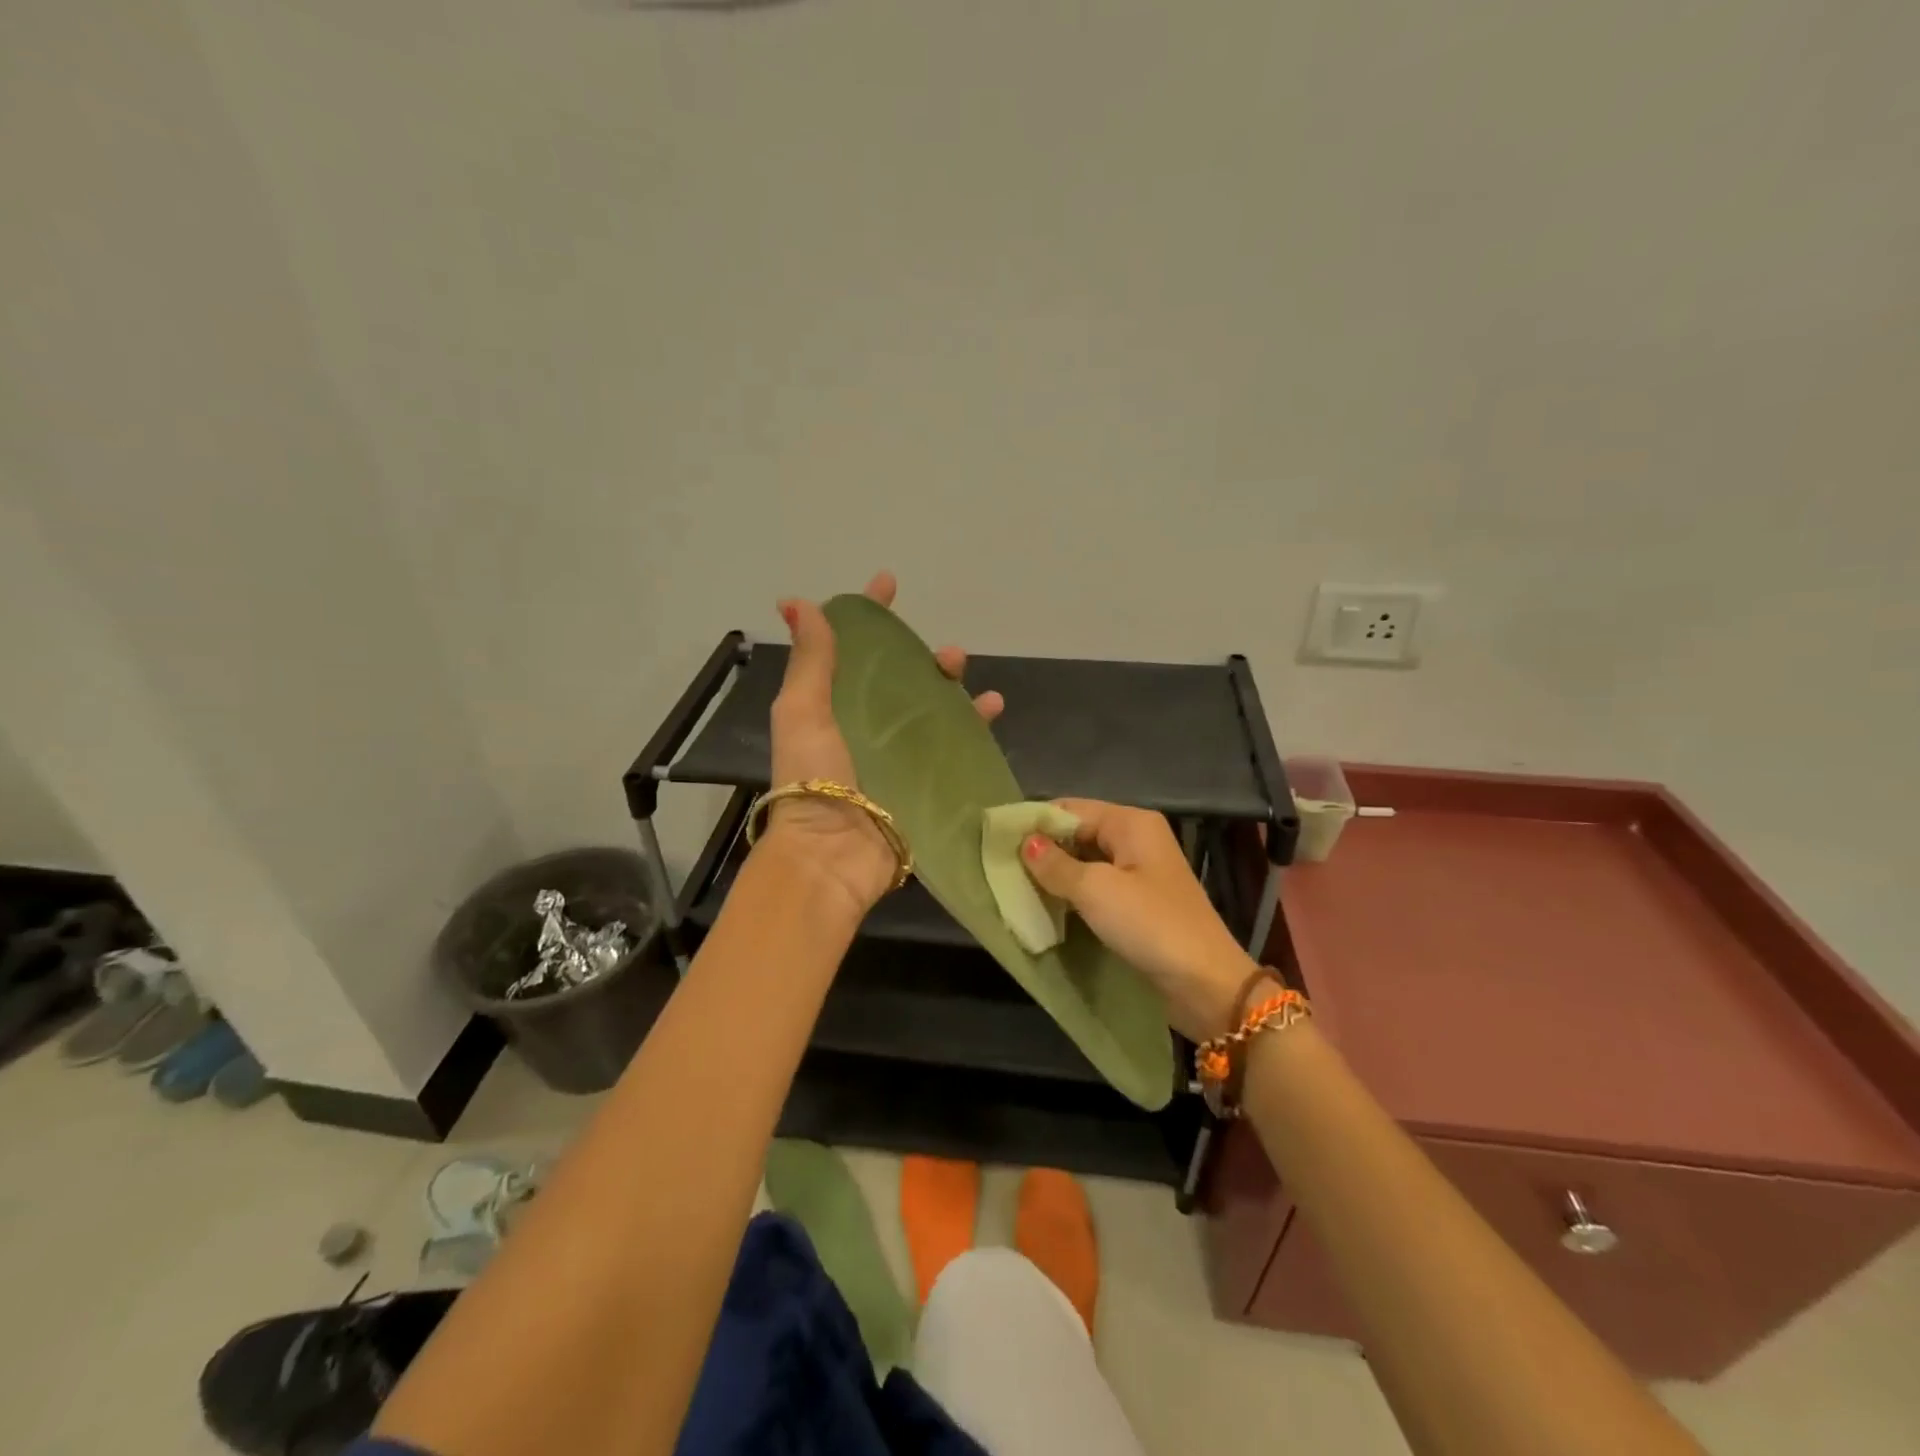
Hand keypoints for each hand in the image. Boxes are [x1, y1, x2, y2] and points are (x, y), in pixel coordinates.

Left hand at [766, 571, 1003, 916]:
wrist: (832, 856)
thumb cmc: (813, 778)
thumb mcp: (803, 711)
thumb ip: (809, 660)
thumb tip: (796, 601)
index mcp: (833, 706)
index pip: (853, 650)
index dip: (869, 616)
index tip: (888, 584)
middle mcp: (866, 727)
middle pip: (902, 680)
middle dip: (924, 658)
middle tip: (948, 655)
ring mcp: (898, 756)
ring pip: (933, 710)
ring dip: (954, 689)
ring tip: (973, 681)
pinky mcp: (924, 783)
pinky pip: (953, 746)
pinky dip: (974, 728)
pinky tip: (992, 713)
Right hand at [1021, 800, 1260, 1040]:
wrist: (1206, 984)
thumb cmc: (1150, 925)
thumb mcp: (1096, 890)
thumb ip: (1055, 865)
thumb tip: (1025, 842)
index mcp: (1131, 823)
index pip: (1070, 808)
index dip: (1035, 822)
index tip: (996, 841)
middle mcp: (1136, 839)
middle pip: (1077, 833)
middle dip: (1043, 849)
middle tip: (1001, 868)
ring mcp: (1139, 873)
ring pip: (1085, 862)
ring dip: (1055, 875)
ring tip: (1015, 888)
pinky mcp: (1138, 903)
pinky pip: (1097, 888)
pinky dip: (1072, 894)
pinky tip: (1046, 907)